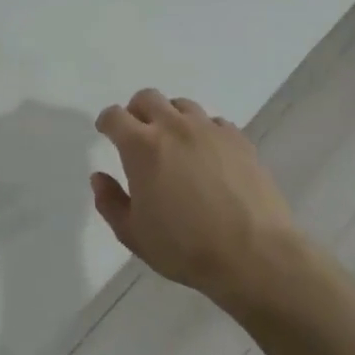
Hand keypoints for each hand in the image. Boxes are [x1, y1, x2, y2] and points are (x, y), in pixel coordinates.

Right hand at [91, 89, 303, 309]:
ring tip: (174, 143)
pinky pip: (214, 122)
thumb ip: (110, 202)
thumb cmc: (185, 248)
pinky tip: (207, 155)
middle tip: (138, 134)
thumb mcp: (133, 234)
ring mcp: (210, 130)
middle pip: (148, 98)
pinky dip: (203, 131)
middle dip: (136, 111)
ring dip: (171, 117)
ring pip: (183, 106)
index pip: (115, 116)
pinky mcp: (240, 140)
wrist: (254, 256)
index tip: (106, 132)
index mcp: (142, 146)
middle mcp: (174, 127)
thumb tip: (100, 177)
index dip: (107, 122)